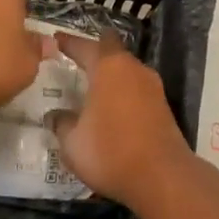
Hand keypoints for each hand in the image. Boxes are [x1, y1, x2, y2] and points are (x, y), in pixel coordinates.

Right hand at [45, 34, 200, 209]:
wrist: (163, 178)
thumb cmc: (110, 153)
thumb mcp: (73, 142)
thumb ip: (62, 123)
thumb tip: (55, 115)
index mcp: (108, 67)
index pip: (84, 46)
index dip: (68, 42)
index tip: (56, 39)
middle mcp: (133, 69)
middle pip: (111, 50)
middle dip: (94, 52)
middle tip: (75, 58)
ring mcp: (152, 87)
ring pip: (127, 69)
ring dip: (111, 73)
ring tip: (92, 83)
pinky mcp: (163, 106)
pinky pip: (136, 88)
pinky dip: (122, 91)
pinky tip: (111, 106)